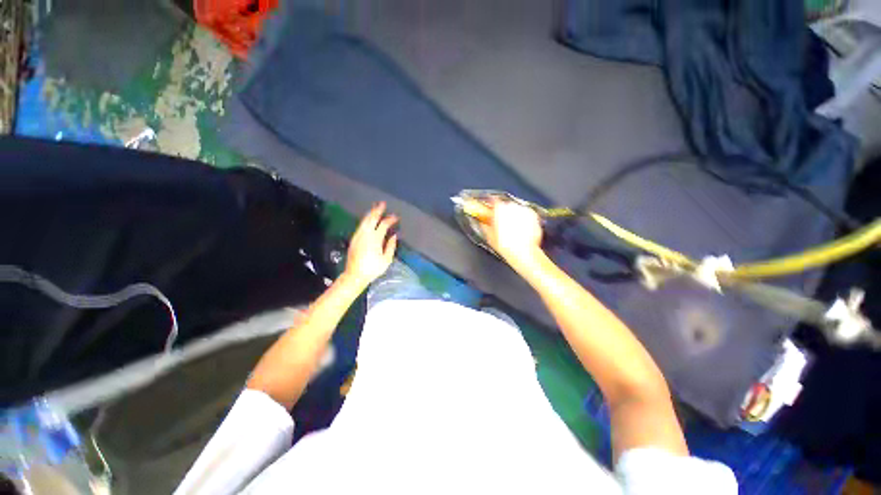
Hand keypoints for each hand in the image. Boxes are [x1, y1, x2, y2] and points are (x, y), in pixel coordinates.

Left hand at [343, 202, 398, 285]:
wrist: (355, 275)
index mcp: (375, 239)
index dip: (390, 219)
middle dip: (377, 210)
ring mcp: (358, 236)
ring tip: (375, 208)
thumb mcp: (386, 260)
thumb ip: (391, 246)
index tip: (396, 217)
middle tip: (383, 204)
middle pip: (372, 218)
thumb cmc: (373, 269)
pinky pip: (361, 225)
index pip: (384, 225)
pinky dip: (366, 220)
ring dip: (370, 214)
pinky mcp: (354, 239)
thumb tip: (393, 236)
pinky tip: (368, 220)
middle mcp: (365, 234)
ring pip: (364, 221)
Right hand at [480, 200, 543, 266]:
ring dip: (514, 216)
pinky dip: (524, 220)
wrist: (523, 252)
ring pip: (517, 210)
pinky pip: (527, 215)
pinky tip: (522, 230)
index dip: (491, 204)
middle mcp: (512, 206)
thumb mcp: (490, 236)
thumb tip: (483, 223)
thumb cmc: (505, 245)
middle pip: (506, 205)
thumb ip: (485, 226)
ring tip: (513, 228)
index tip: (490, 209)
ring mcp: (524, 210)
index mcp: (499, 209)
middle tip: (501, 223)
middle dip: (504, 212)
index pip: (493, 200)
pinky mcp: (534, 216)